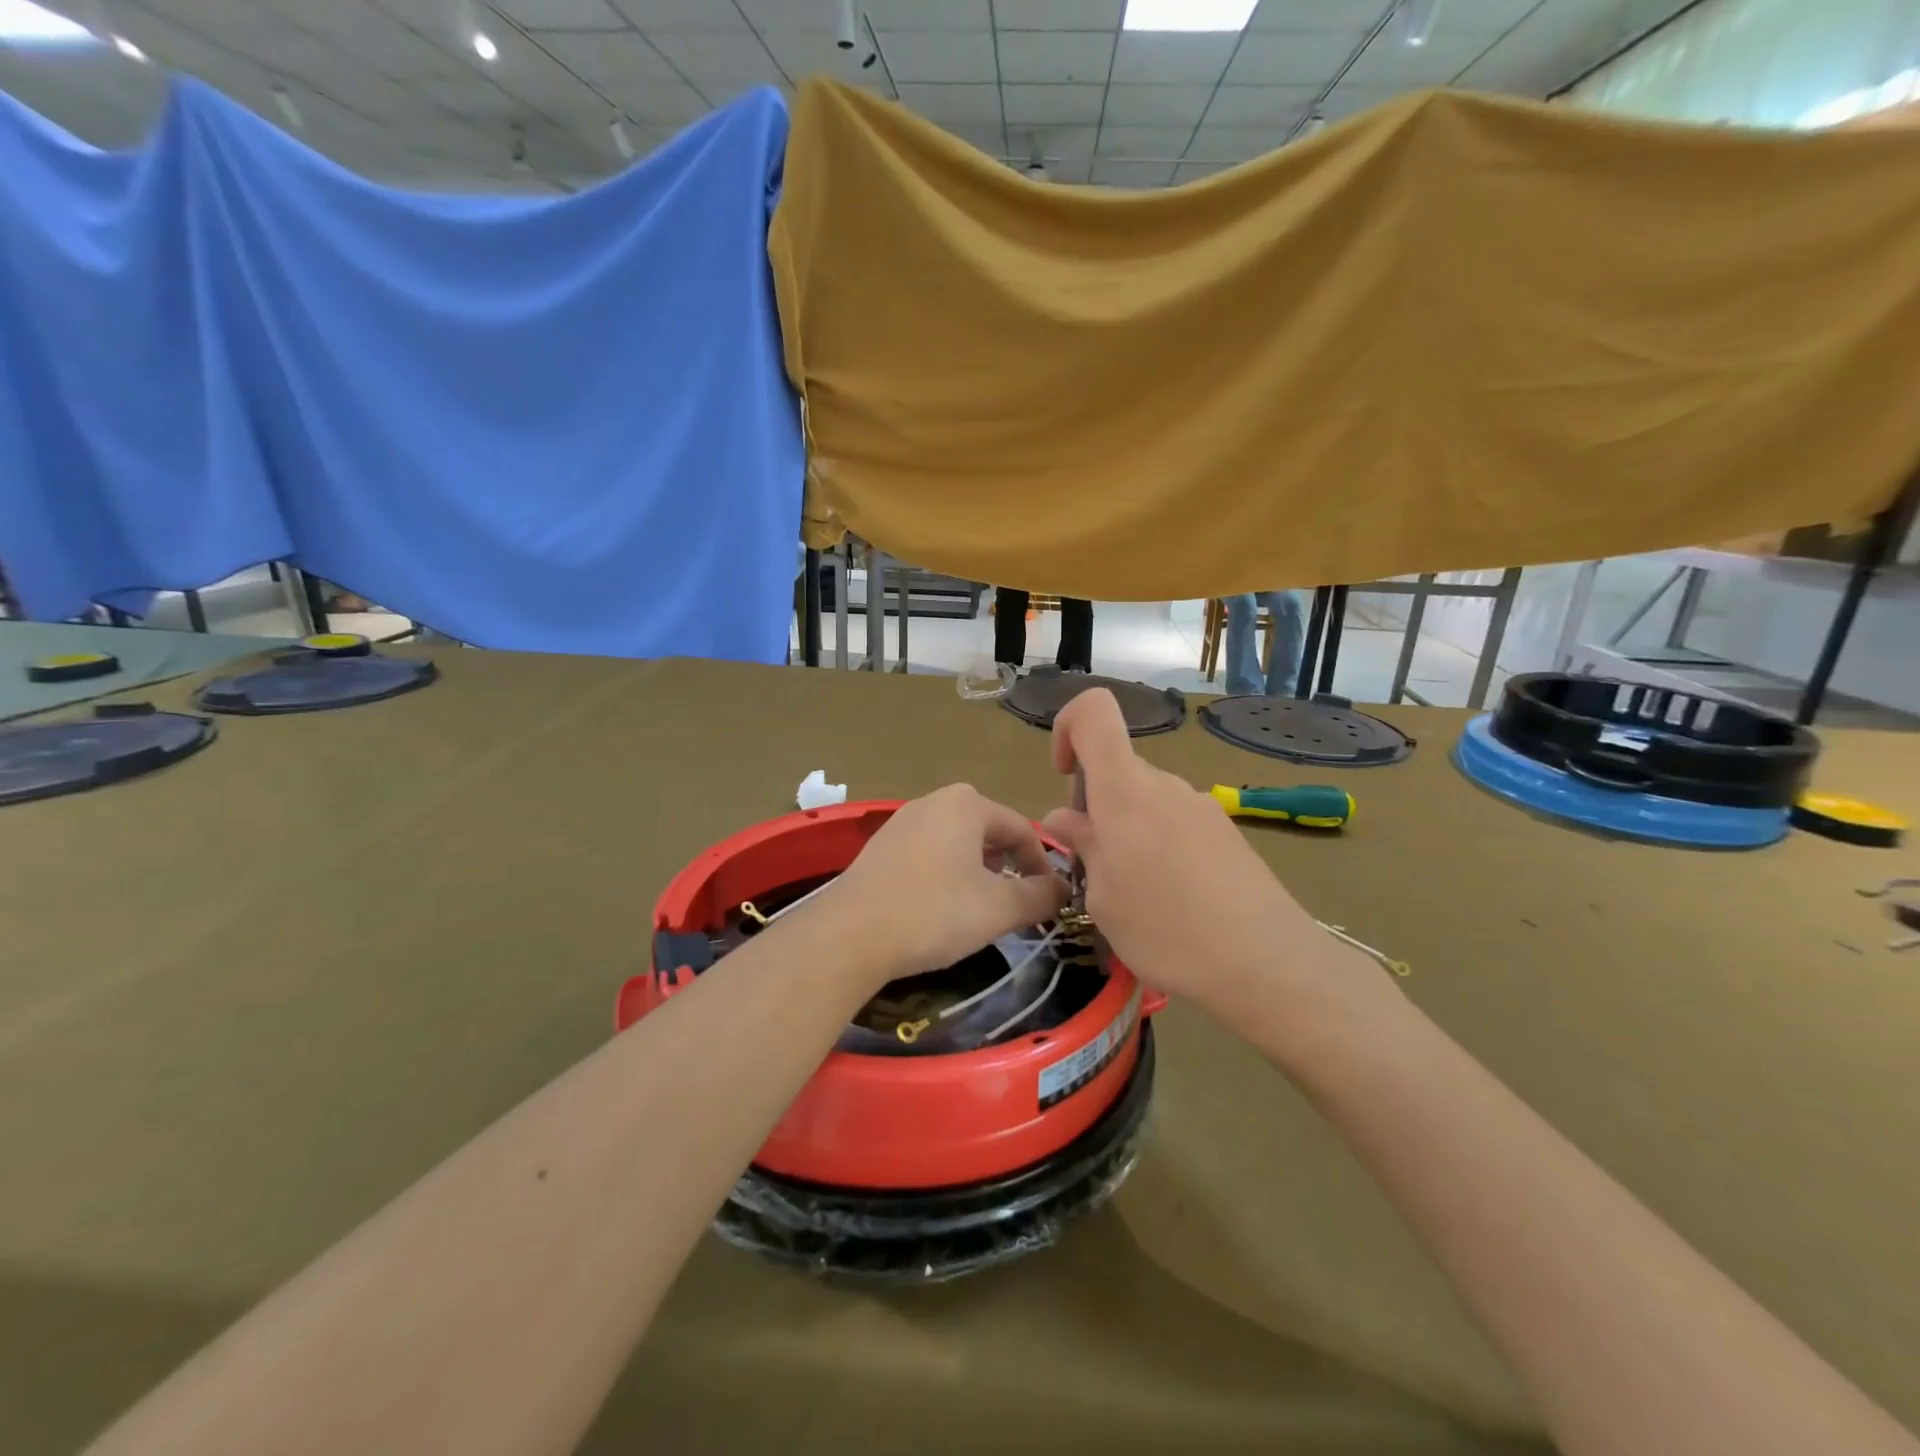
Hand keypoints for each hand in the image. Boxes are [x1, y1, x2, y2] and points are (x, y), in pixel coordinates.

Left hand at [825, 785, 1066, 988]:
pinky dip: (946, 875)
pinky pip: (929, 854)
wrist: (850, 935)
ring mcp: (902, 821)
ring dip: (978, 872)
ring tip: (981, 909)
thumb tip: (1064, 890)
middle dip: (1009, 867)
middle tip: (1017, 905)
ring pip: (957, 843)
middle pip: (988, 832)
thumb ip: (1040, 895)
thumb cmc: (934, 913)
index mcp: (967, 803)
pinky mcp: (880, 847)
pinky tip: (941, 908)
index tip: (1050, 899)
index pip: (1022, 828)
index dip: (1042, 865)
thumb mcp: (999, 908)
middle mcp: (934, 801)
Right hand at [1040, 689, 1355, 1018]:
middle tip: (1095, 867)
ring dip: (1126, 831)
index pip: (1094, 712)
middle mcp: (1164, 784)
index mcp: (1125, 790)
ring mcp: (1200, 805)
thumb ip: (1083, 847)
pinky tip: (1172, 899)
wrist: (1267, 963)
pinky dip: (1158, 845)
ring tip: (1134, 893)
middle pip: (1117, 769)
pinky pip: (1174, 821)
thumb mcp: (1103, 897)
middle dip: (1094, 806)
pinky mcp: (1225, 832)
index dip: (1068, 729)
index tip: (1064, 779)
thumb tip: (1067, 818)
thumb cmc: (1166, 929)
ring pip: (1145, 800)